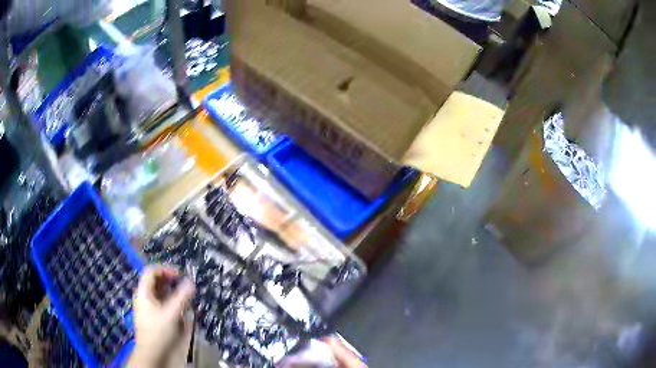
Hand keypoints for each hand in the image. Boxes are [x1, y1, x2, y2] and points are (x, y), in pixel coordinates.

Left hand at [127, 265, 194, 367]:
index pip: (152, 272)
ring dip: (177, 294)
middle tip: (188, 286)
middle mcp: (148, 298)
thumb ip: (181, 297)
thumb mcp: (171, 314)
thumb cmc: (158, 332)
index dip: (166, 270)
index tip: (181, 276)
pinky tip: (188, 311)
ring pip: (165, 295)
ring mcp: (154, 310)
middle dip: (173, 282)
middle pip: (158, 283)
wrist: (155, 356)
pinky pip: (169, 307)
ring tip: (190, 298)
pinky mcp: (161, 320)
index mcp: (144, 293)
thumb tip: (191, 282)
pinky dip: (178, 306)